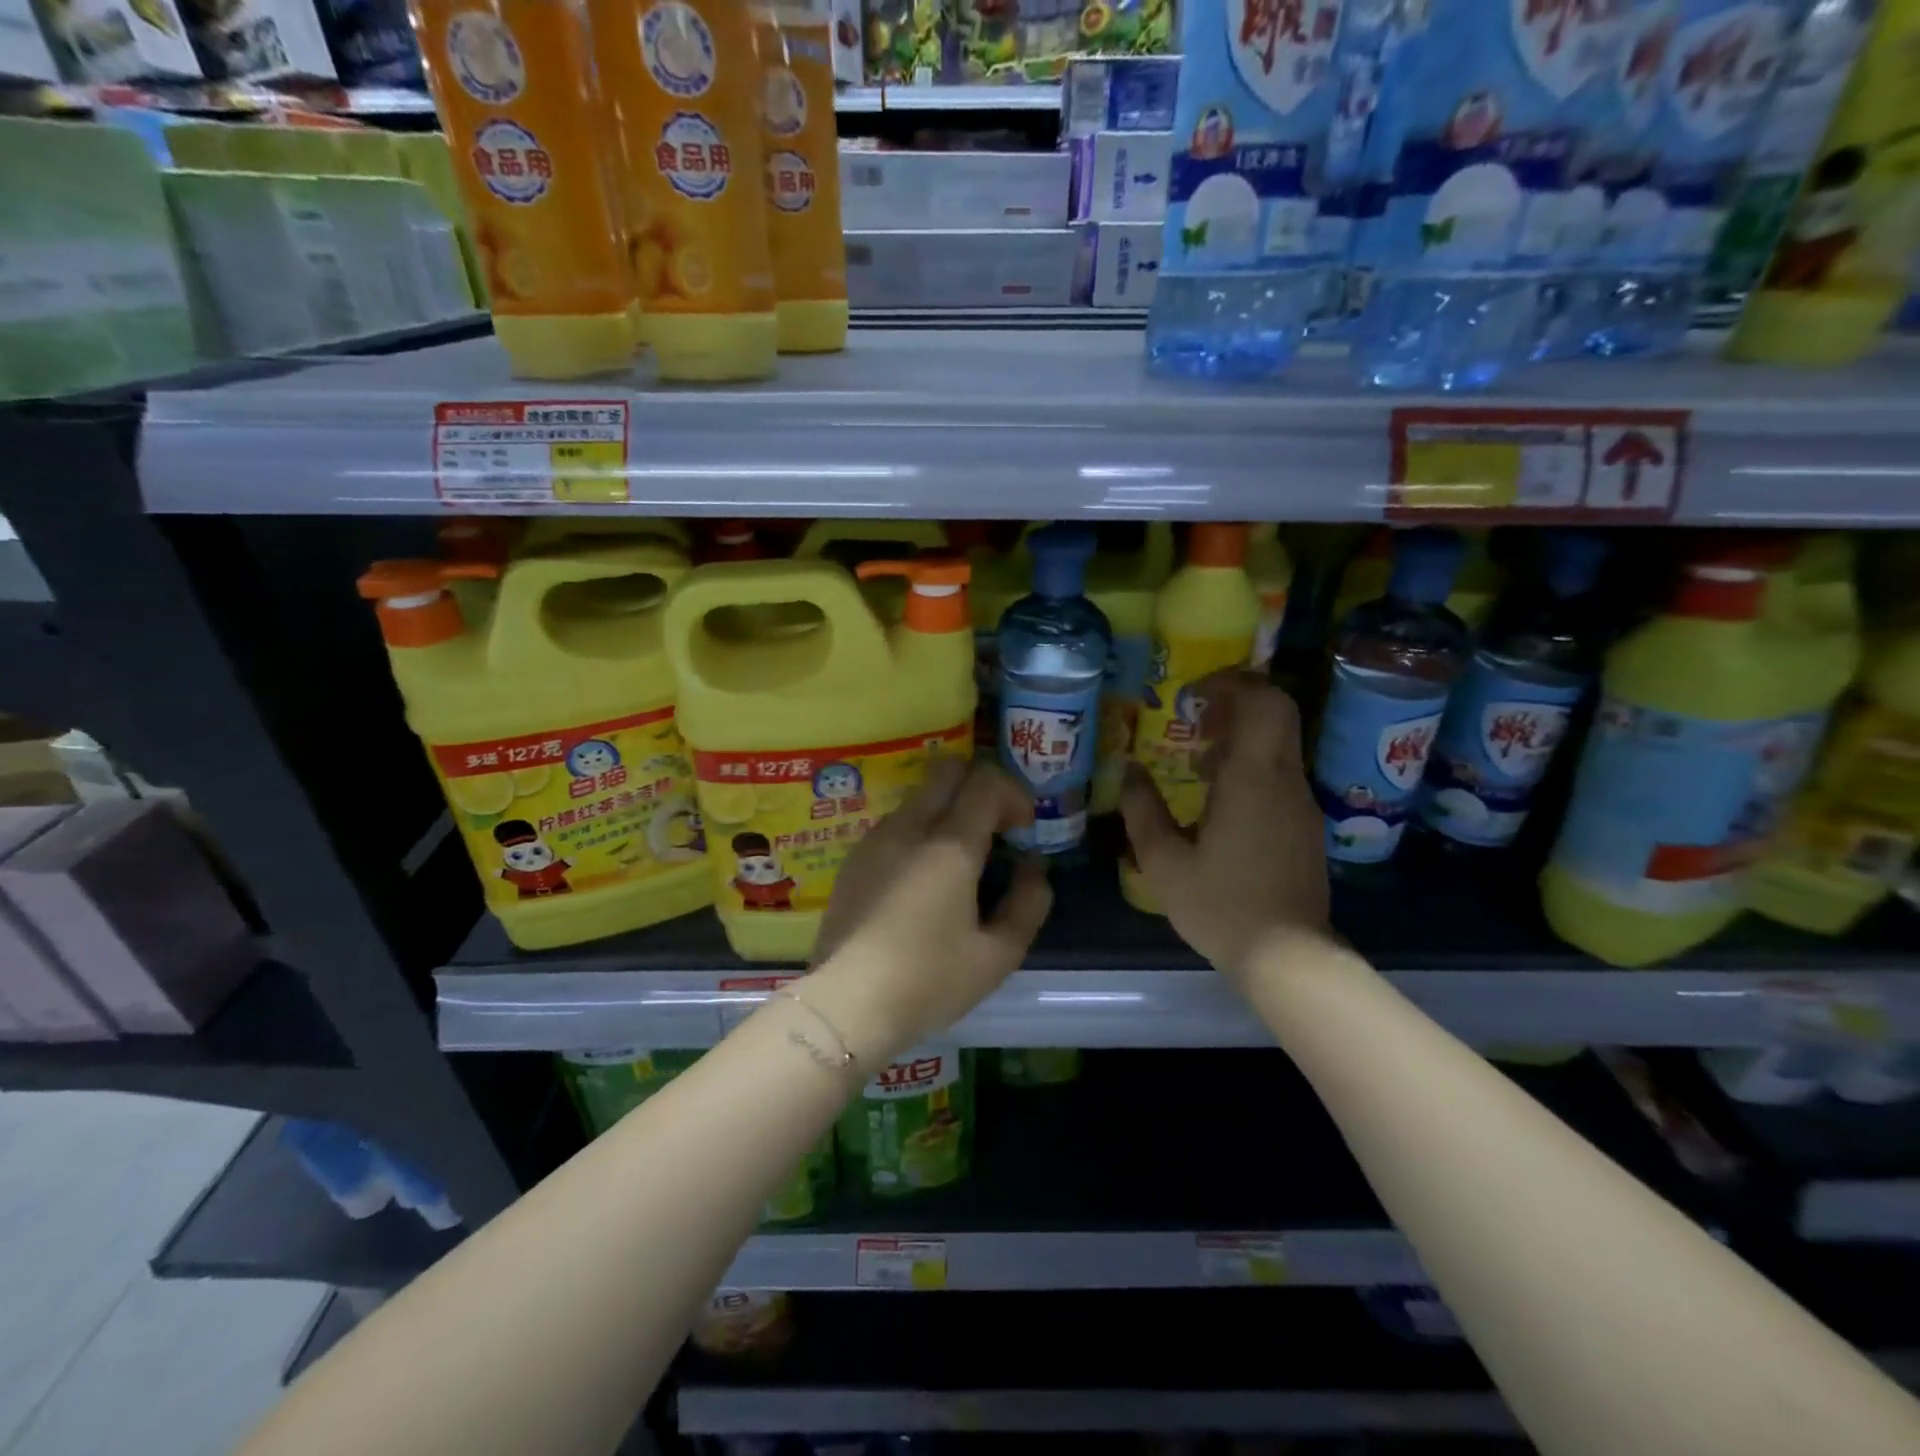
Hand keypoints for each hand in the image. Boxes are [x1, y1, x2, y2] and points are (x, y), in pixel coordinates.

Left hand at [802, 757, 1052, 1063]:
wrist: (845, 1004)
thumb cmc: (929, 981)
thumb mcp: (998, 955)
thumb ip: (1028, 903)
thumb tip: (1033, 867)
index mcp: (949, 845)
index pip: (986, 782)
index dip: (1014, 795)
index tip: (1023, 830)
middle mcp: (909, 827)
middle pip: (947, 770)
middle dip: (979, 787)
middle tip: (995, 830)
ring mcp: (875, 839)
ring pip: (919, 796)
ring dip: (948, 810)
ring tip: (960, 861)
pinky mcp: (854, 858)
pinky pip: (896, 824)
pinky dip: (920, 831)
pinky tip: (922, 879)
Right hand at [1120, 673, 1331, 981]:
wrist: (1288, 956)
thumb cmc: (1221, 906)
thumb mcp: (1163, 862)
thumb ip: (1141, 810)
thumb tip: (1128, 769)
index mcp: (1252, 779)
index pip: (1263, 701)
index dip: (1231, 682)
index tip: (1193, 694)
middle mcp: (1285, 780)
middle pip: (1277, 712)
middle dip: (1235, 702)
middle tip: (1193, 719)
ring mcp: (1300, 803)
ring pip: (1278, 744)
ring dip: (1239, 738)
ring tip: (1194, 764)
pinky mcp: (1304, 825)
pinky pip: (1279, 774)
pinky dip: (1250, 767)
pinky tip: (1217, 802)